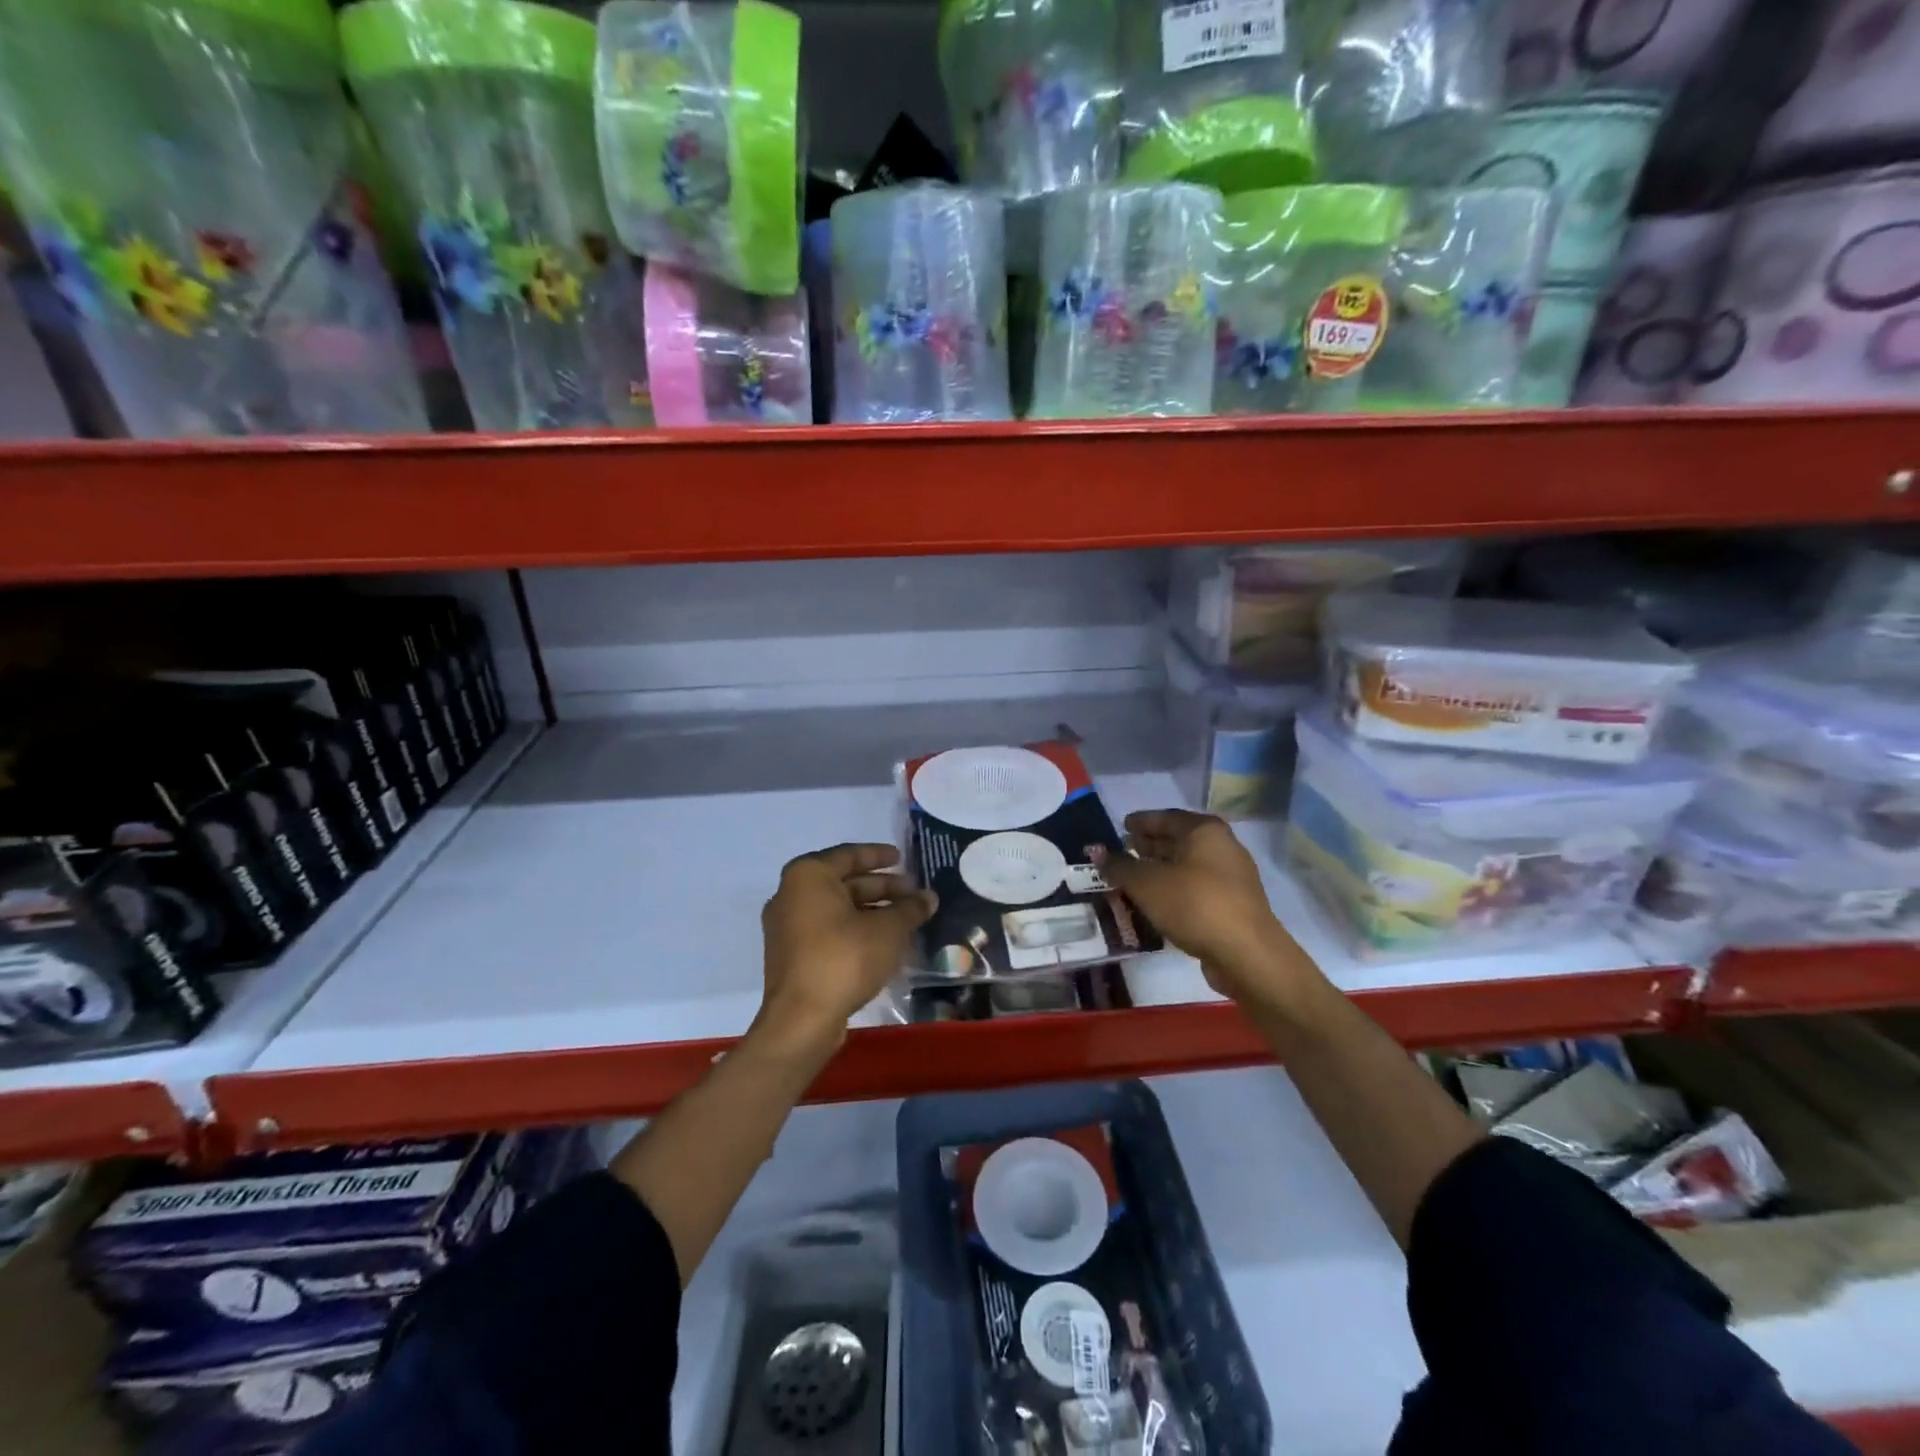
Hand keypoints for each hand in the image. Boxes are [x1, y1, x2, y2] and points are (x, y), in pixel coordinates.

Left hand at [758, 843, 936, 1050]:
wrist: (801, 1020)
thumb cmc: (844, 959)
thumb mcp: (888, 930)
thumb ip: (910, 909)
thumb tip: (929, 897)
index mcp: (808, 876)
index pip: (850, 854)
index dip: (879, 855)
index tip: (902, 859)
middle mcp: (791, 894)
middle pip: (843, 882)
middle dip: (881, 887)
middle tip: (913, 894)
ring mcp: (786, 926)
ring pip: (836, 908)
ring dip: (871, 911)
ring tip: (905, 919)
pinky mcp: (790, 954)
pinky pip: (827, 929)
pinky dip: (854, 929)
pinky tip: (882, 941)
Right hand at [1098, 810, 1312, 1002]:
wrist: (1246, 954)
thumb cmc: (1195, 905)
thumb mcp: (1147, 884)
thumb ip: (1120, 867)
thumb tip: (1099, 855)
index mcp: (1204, 831)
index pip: (1166, 817)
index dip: (1141, 821)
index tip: (1122, 826)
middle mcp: (1222, 847)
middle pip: (1179, 840)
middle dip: (1150, 845)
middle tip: (1124, 851)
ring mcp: (1231, 878)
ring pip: (1187, 866)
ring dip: (1160, 870)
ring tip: (1133, 878)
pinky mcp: (1232, 905)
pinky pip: (1195, 888)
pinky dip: (1173, 889)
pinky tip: (1155, 901)